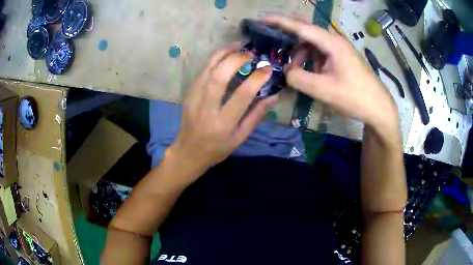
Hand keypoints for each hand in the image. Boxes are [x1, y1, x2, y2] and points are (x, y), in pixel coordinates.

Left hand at [167, 45, 276, 177]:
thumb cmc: (218, 148)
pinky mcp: (189, 93)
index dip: (257, 79)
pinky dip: (215, 59)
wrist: (188, 151)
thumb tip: (274, 95)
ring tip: (239, 46)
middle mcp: (207, 108)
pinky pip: (203, 71)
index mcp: (223, 123)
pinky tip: (226, 55)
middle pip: (220, 76)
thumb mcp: (241, 137)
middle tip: (251, 54)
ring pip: (208, 69)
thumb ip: (257, 115)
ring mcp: (194, 98)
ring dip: (224, 53)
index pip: (242, 95)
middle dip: (237, 59)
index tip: (267, 69)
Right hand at [266, 16, 398, 135]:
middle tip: (273, 44)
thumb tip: (287, 71)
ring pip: (314, 44)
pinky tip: (310, 73)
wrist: (378, 108)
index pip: (302, 28)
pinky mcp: (342, 58)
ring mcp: (340, 50)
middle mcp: (336, 41)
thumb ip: (299, 79)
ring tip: (294, 69)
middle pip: (307, 33)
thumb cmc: (354, 98)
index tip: (263, 19)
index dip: (281, 22)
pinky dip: (311, 60)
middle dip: (289, 37)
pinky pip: (321, 53)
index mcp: (332, 44)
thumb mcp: (324, 90)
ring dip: (301, 54)